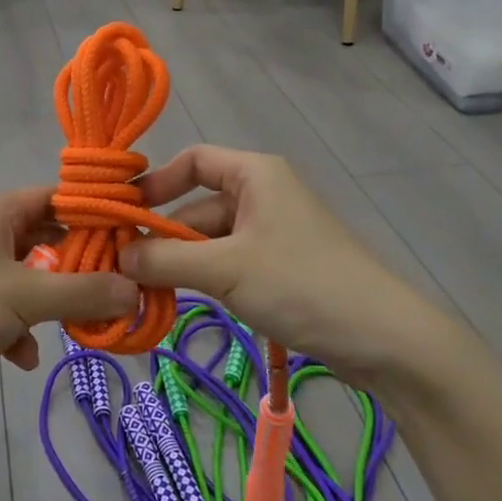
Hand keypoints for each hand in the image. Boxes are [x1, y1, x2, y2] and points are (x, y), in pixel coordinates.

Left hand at [0, 188, 139, 414]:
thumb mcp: (25, 296)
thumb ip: (83, 292)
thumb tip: (136, 290)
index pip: (57, 199)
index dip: (95, 214)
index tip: (135, 237)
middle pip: (47, 240)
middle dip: (81, 266)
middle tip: (123, 284)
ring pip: (31, 281)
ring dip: (54, 303)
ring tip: (86, 324)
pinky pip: (8, 313)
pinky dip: (21, 332)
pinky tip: (24, 357)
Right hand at [120, 146, 463, 384]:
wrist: (386, 339)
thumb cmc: (302, 284)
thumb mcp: (225, 269)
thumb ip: (165, 259)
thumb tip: (115, 258)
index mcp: (255, 175)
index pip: (193, 161)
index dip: (156, 183)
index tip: (123, 214)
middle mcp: (262, 196)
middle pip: (196, 205)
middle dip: (162, 235)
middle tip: (122, 268)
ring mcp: (271, 234)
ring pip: (209, 240)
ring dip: (179, 262)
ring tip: (144, 290)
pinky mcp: (278, 268)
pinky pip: (226, 264)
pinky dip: (202, 278)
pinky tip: (179, 300)